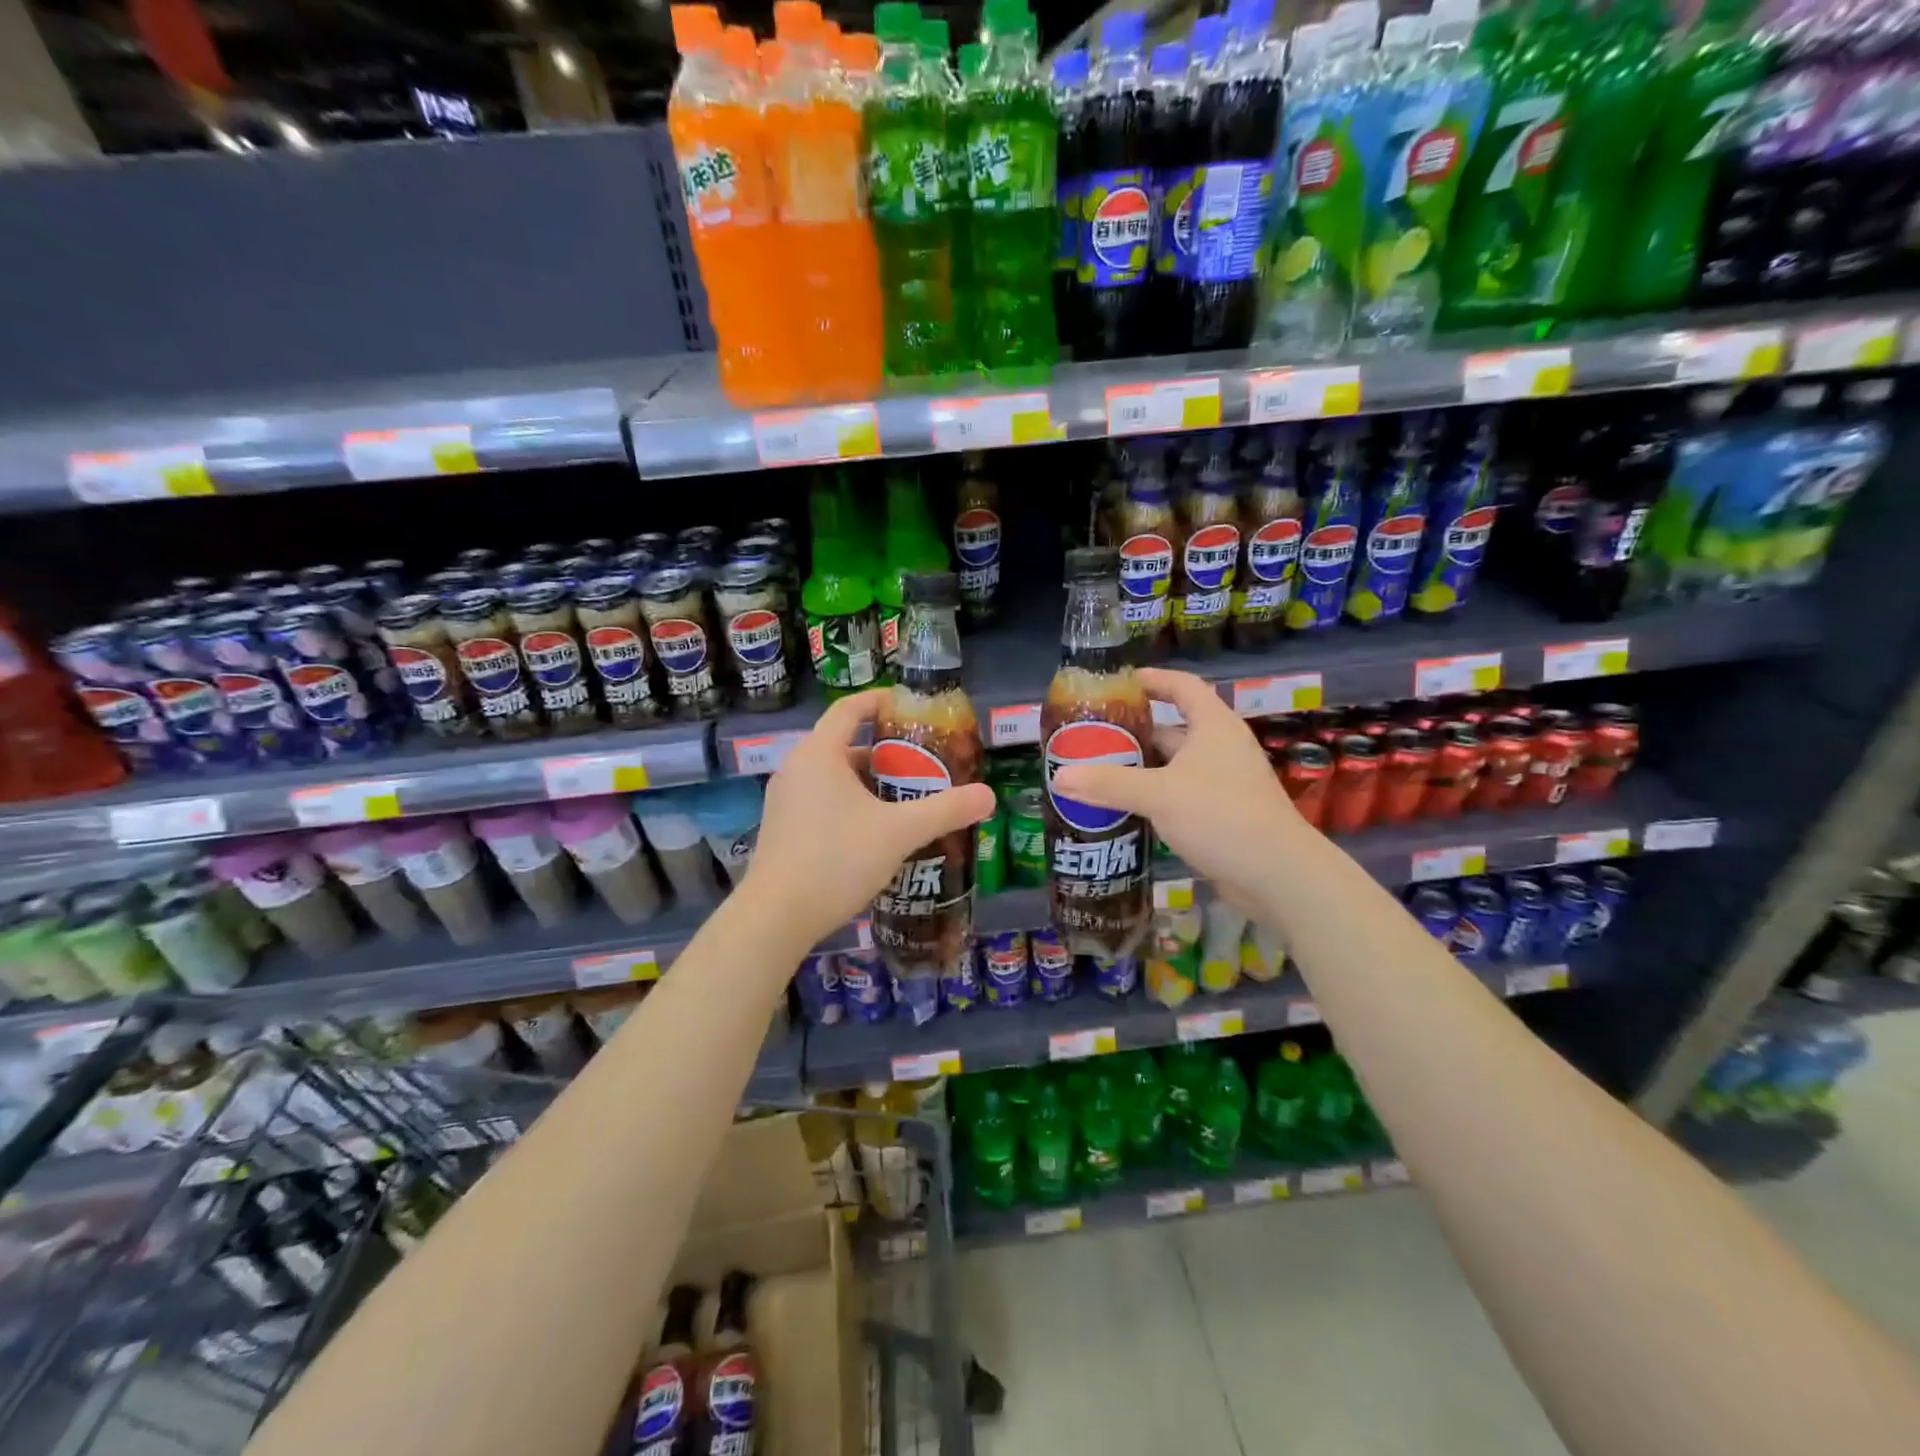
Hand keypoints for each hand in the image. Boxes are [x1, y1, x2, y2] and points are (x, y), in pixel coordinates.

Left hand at [742, 689, 995, 949]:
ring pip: (833, 777)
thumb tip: (989, 795)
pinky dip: (850, 804)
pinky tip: (874, 832)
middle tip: (922, 765)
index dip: (881, 701)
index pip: (850, 709)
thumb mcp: (899, 832)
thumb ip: (945, 810)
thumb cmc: (836, 859)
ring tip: (905, 800)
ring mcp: (784, 800)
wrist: (776, 917)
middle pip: (844, 744)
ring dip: (868, 782)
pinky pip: (821, 800)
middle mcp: (795, 768)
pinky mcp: (782, 828)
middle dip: (885, 753)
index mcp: (818, 753)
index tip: (910, 707)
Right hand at [1051, 667, 1304, 912]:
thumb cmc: (1221, 816)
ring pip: (1173, 767)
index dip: (1153, 679)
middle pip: (1172, 729)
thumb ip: (1108, 784)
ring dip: (1140, 770)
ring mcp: (1223, 782)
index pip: (1182, 686)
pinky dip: (1153, 797)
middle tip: (1092, 739)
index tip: (1121, 682)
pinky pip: (1179, 795)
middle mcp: (1220, 748)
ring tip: (1097, 775)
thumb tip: (1059, 777)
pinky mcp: (1221, 814)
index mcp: (1212, 726)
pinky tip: (1124, 810)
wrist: (1278, 874)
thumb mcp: (1159, 795)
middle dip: (1133, 734)